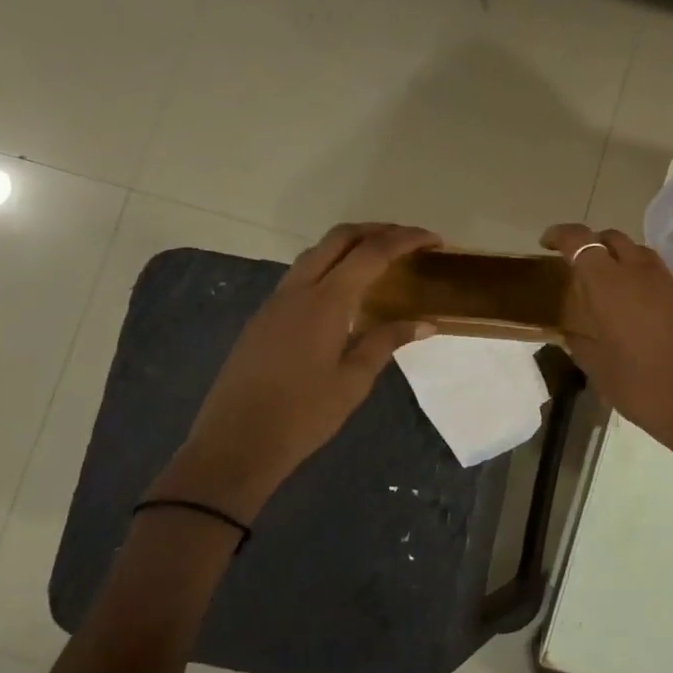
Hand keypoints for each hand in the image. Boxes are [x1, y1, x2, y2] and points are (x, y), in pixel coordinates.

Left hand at [149, 223, 440, 519]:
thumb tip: (425, 322)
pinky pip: (302, 274)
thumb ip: (387, 341)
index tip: (435, 240)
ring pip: (316, 253)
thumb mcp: (354, 380)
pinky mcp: (264, 317)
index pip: (372, 253)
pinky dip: (331, 266)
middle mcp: (299, 289)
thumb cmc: (304, 414)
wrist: (237, 442)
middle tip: (410, 241)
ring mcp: (276, 301)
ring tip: (382, 259)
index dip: (406, 240)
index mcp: (325, 301)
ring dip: (351, 245)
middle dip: (377, 230)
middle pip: (339, 238)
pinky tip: (346, 292)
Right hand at [541, 224, 672, 497]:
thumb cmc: (645, 389)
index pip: (581, 241)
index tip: (546, 244)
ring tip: (607, 288)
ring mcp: (671, 284)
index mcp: (610, 285)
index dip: (561, 235)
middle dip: (592, 243)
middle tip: (578, 266)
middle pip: (613, 238)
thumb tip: (573, 333)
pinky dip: (641, 279)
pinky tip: (636, 309)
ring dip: (620, 259)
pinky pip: (659, 276)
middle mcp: (641, 273)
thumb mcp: (601, 370)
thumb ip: (582, 343)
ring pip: (639, 253)